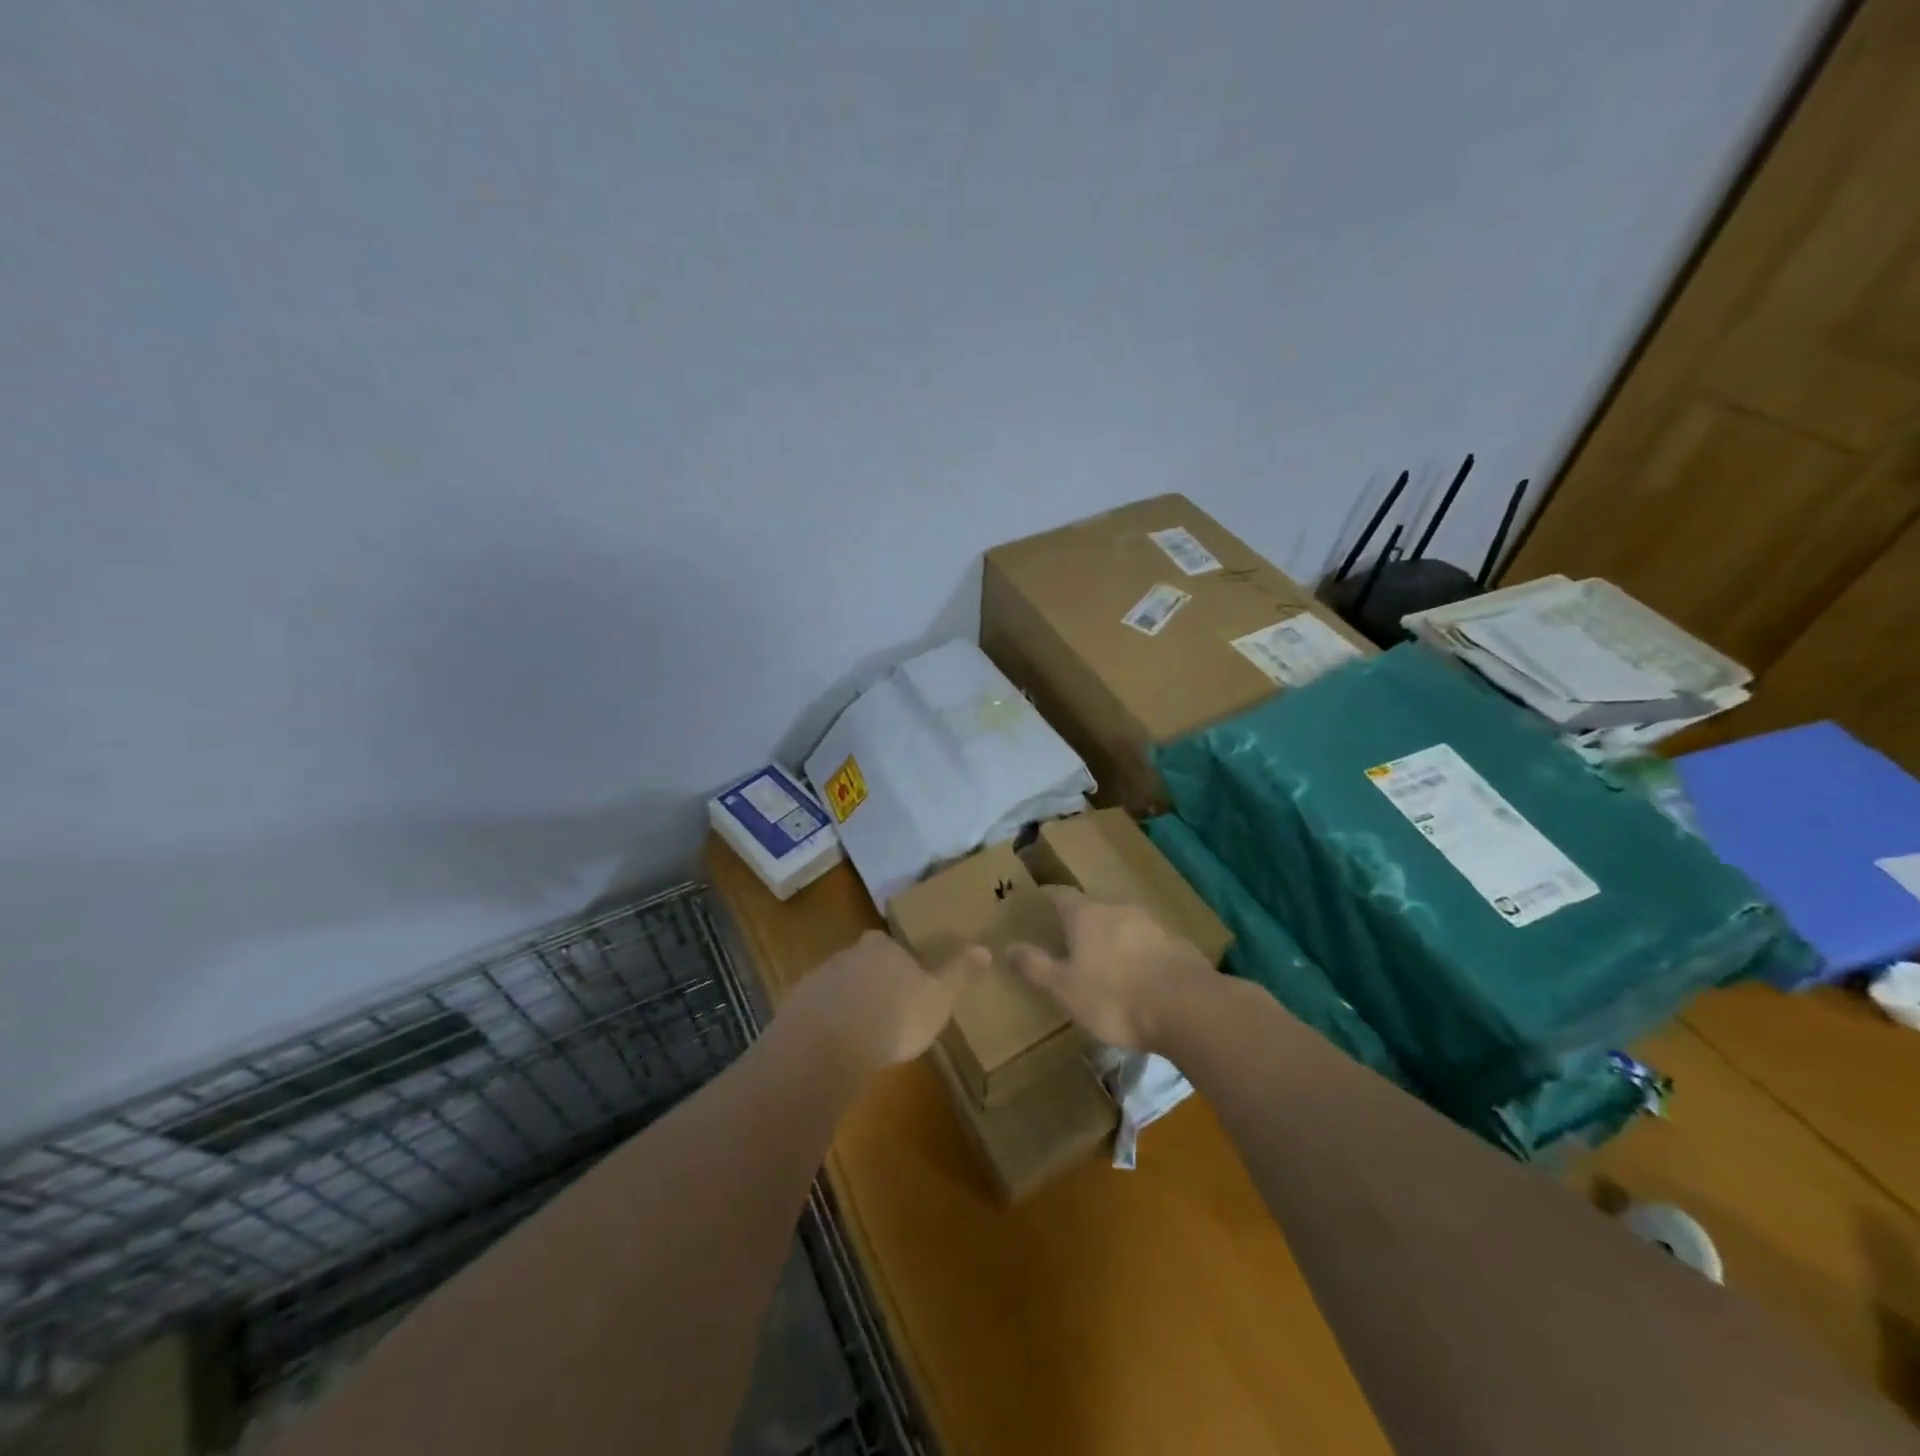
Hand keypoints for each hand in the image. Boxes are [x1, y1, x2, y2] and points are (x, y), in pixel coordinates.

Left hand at [784, 931, 987, 1075]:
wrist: (830, 1043)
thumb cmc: (895, 1015)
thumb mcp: (938, 998)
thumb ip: (959, 973)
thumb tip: (986, 948)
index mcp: (883, 948)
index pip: (890, 945)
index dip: (898, 961)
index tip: (906, 983)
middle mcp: (848, 955)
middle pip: (861, 962)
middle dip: (871, 980)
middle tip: (885, 1008)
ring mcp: (817, 980)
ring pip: (836, 986)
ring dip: (847, 1003)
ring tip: (862, 1034)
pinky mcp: (795, 1008)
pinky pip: (816, 1013)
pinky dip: (826, 1025)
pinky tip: (836, 1049)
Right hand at [1008, 887, 1215, 1050]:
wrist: (1186, 1007)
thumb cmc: (1114, 997)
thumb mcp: (1064, 988)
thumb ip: (1036, 966)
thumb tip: (1009, 947)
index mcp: (1086, 913)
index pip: (1060, 895)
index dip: (1048, 898)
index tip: (1038, 903)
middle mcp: (1118, 908)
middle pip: (1093, 906)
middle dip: (1081, 919)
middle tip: (1069, 936)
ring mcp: (1152, 923)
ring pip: (1123, 922)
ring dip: (1112, 934)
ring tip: (1104, 957)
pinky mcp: (1177, 943)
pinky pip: (1148, 941)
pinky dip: (1137, 951)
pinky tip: (1138, 974)